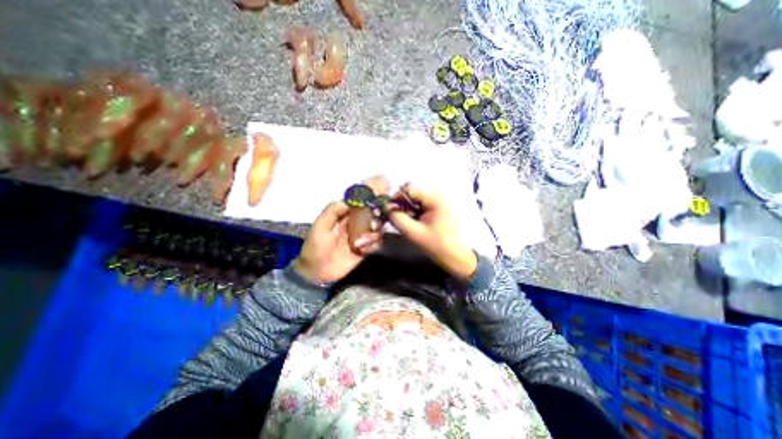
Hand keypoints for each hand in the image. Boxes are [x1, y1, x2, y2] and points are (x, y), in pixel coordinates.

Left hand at [294, 177, 389, 285]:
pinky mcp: (367, 247)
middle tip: (383, 206)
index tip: (381, 182)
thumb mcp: (320, 227)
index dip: (370, 190)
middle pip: (372, 209)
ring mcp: (363, 234)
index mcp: (344, 213)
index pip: (359, 198)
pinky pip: (377, 240)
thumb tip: (349, 199)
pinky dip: (375, 242)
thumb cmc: (315, 247)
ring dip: (376, 227)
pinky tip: (363, 249)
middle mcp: (356, 221)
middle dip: (380, 205)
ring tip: (364, 239)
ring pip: (377, 223)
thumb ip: (333, 211)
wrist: (317, 272)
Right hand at [390, 184, 479, 281]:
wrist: (455, 256)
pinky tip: (412, 223)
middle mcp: (436, 196)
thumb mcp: (413, 233)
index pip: (409, 188)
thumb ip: (397, 218)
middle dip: (401, 204)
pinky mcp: (436, 209)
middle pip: (411, 192)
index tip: (388, 210)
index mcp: (434, 198)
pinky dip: (412, 212)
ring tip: (405, 222)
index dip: (396, 197)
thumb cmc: (437, 245)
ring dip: (406, 209)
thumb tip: (386, 207)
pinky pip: (419, 205)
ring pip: (414, 199)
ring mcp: (437, 202)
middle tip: (396, 218)